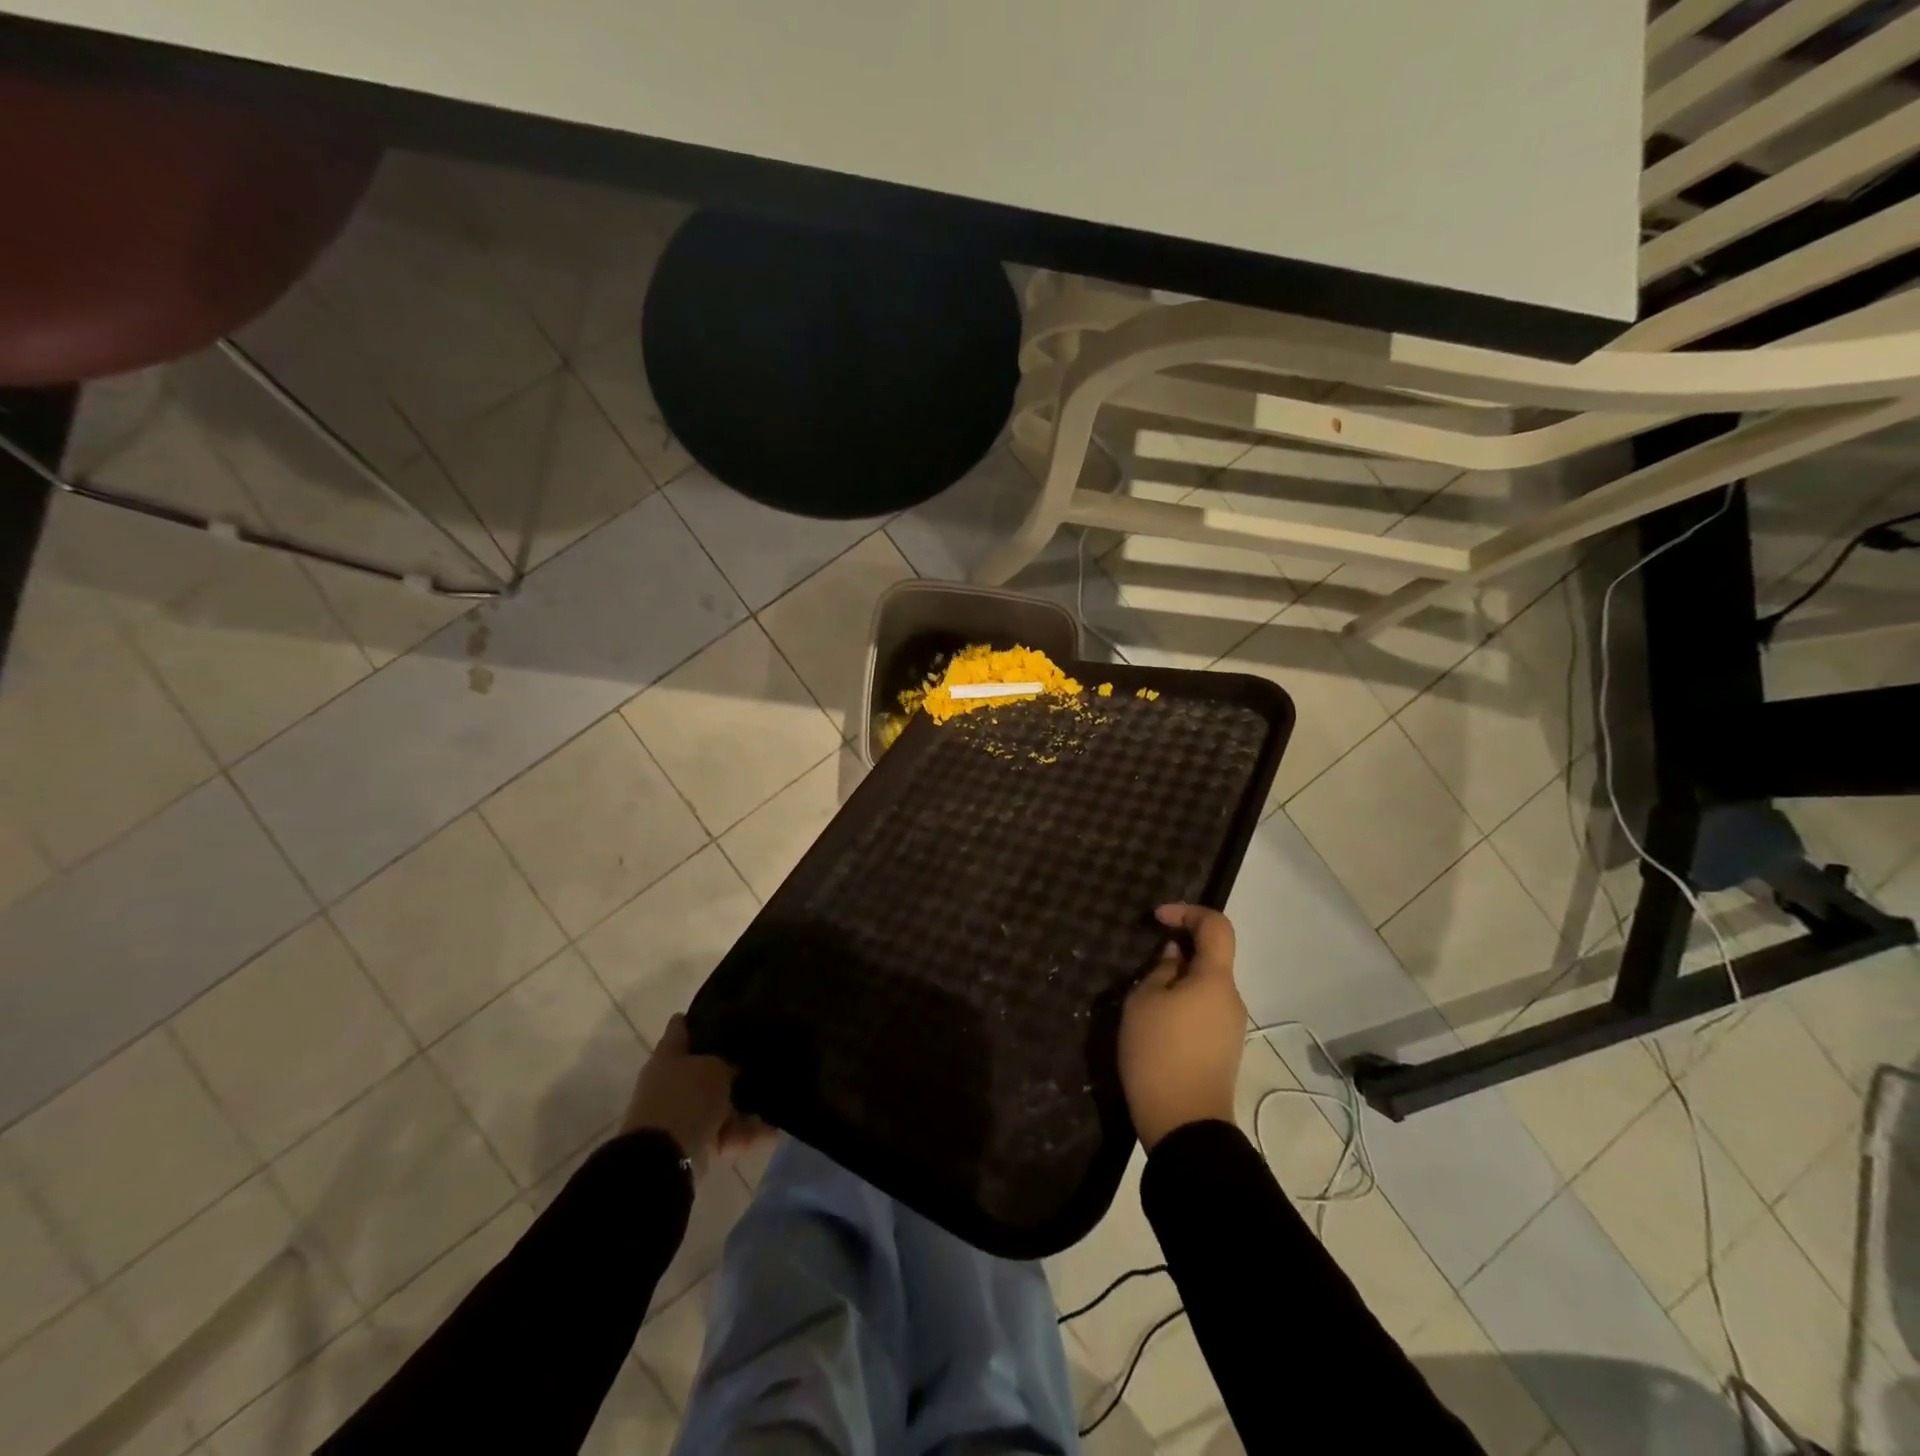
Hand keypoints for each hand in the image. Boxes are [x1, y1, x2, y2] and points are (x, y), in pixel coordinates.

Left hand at [621, 1016, 769, 1177]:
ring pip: (716, 1104)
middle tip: (756, 1055)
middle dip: (725, 1066)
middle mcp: (670, 1083)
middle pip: (700, 1069)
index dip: (695, 1019)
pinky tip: (774, 1130)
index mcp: (668, 1057)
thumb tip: (733, 1068)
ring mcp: (680, 1116)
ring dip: (739, 1104)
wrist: (664, 1159)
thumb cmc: (686, 1098)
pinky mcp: (692, 1145)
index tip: (719, 1011)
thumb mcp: (715, 1069)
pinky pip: (724, 1133)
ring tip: (773, 1096)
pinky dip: (745, 1132)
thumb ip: (726, 1064)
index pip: (679, 1029)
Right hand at [1118, 904, 1245, 1150]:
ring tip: (1144, 1000)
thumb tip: (1176, 956)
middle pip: (1211, 957)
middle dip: (1179, 951)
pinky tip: (1156, 1024)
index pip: (1216, 926)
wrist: (1184, 1125)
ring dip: (1178, 980)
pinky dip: (1183, 1003)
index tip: (1157, 919)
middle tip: (1143, 966)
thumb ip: (1160, 970)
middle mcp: (1232, 998)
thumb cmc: (1158, 1053)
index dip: (1187, 911)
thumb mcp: (1143, 1002)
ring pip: (1205, 986)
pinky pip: (1204, 1009)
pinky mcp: (1223, 1049)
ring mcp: (1231, 1026)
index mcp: (1215, 979)